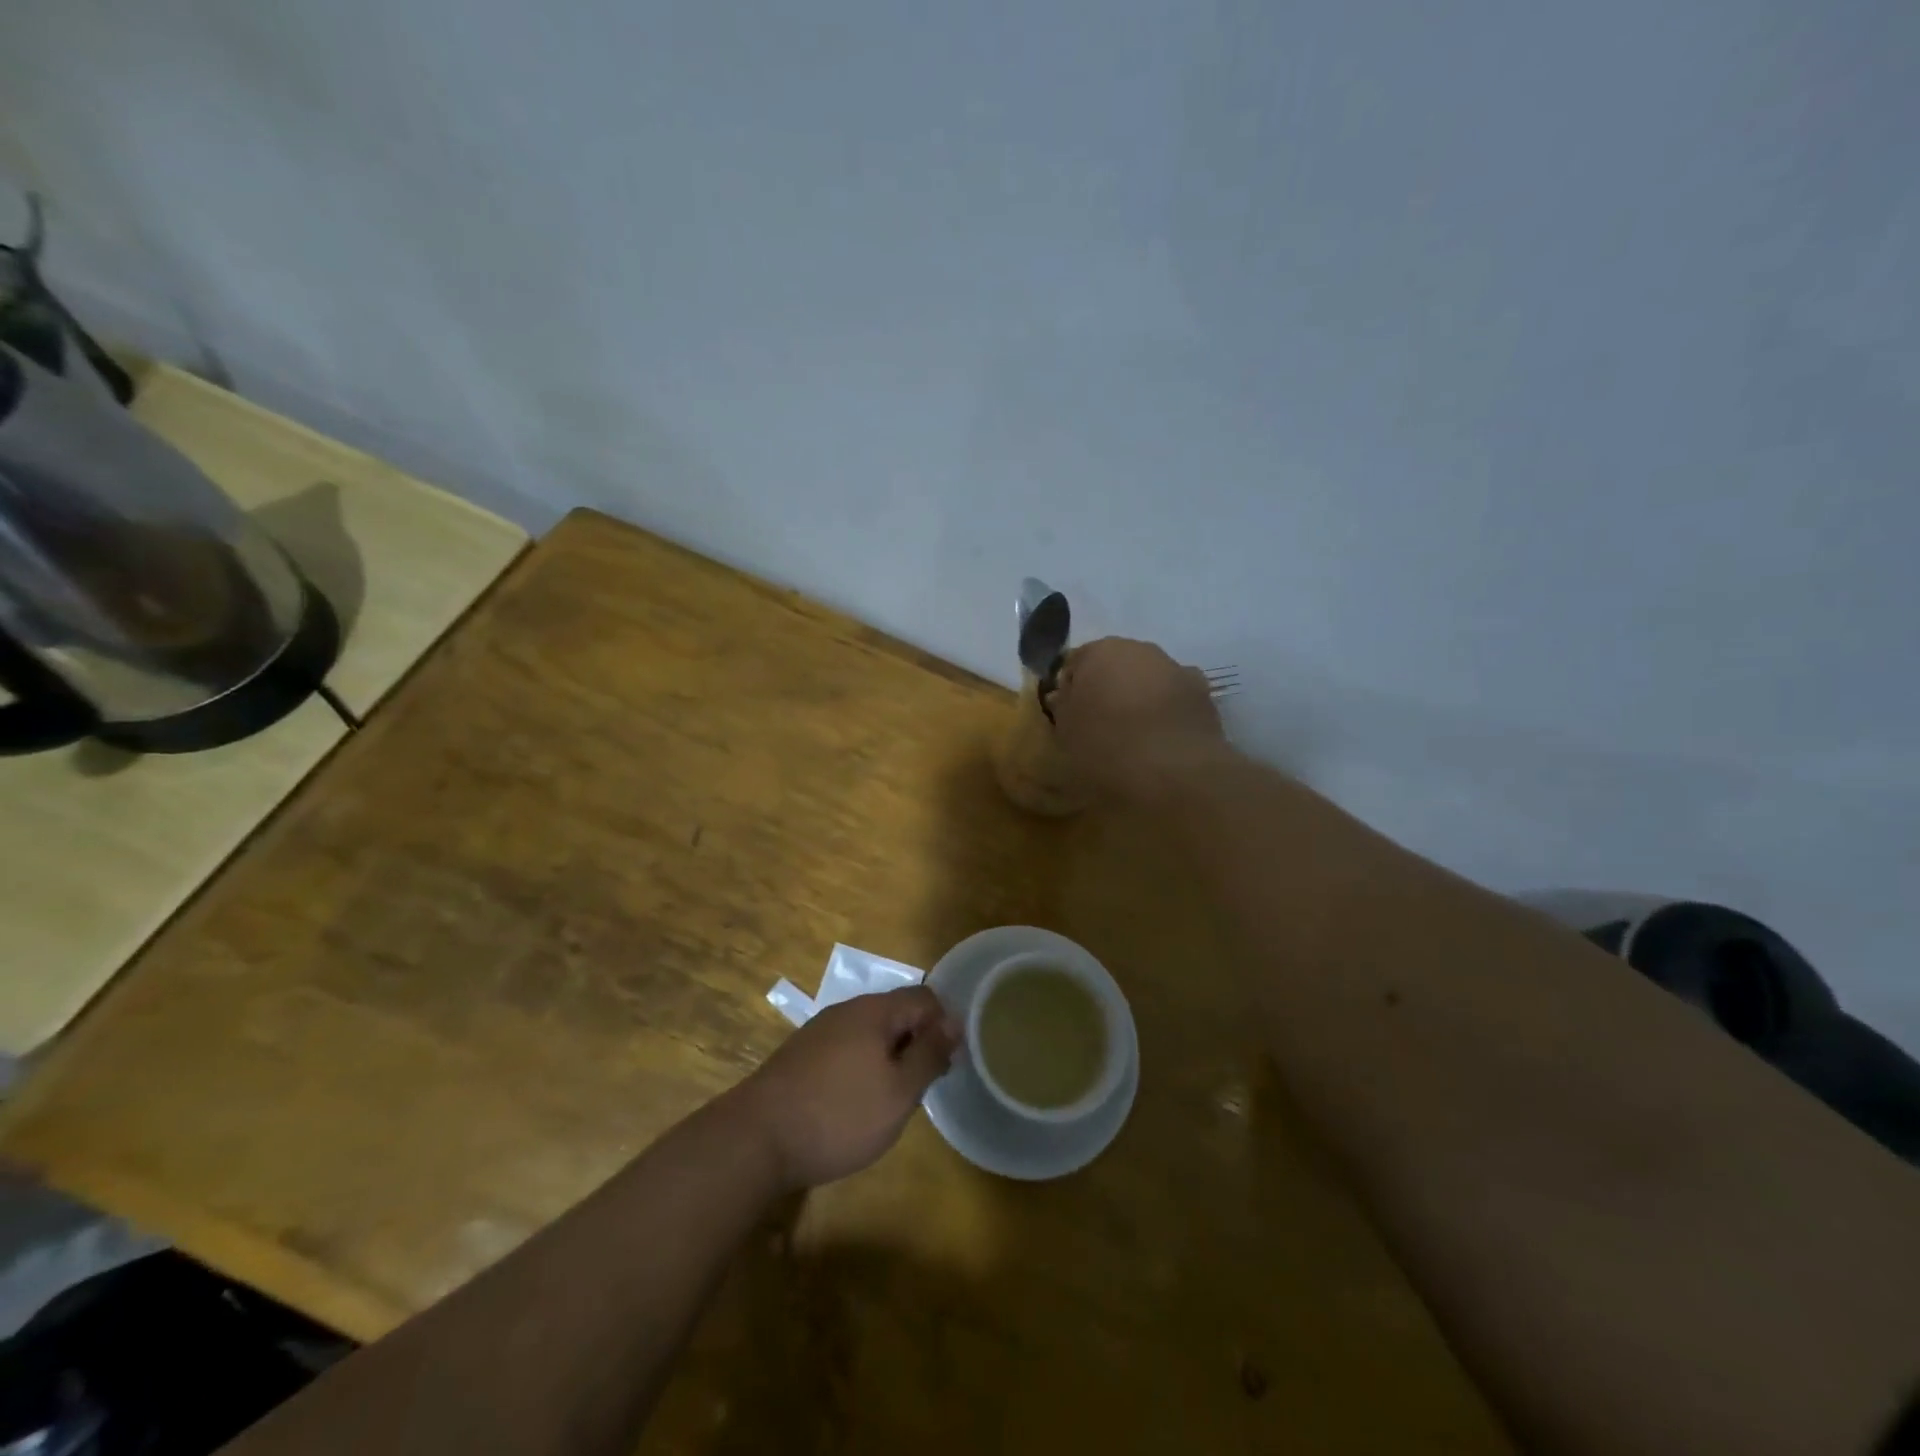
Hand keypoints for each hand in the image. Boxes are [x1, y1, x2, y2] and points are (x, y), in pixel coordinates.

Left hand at [731, 987, 959, 1190]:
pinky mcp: (800, 1055)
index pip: (925, 997)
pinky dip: (860, 1068)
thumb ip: (929, 1054)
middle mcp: (846, 1010)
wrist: (755, 1139)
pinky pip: (846, 1050)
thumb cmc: (838, 1115)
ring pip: (870, 1033)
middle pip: (896, 1013)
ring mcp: (819, 1031)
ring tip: (889, 1101)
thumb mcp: (898, 1091)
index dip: (943, 1025)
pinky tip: (853, 1104)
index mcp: (874, 1010)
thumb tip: (953, 1022)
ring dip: (888, 1059)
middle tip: (920, 1088)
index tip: (946, 1064)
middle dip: (915, 1044)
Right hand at [1050, 637, 1225, 799]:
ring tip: (1135, 736)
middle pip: (1116, 665)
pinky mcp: (1203, 694)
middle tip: (1100, 724)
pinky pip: (1175, 699)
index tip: (1070, 716)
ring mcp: (1177, 668)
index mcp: (1100, 651)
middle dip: (1108, 688)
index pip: (1076, 662)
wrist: (1174, 770)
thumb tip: (1065, 695)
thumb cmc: (1106, 745)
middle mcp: (1140, 649)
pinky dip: (1167, 712)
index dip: (1071, 689)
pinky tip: (1162, 740)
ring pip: (1148, 680)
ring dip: (1140, 698)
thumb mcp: (1067, 731)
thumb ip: (1063, 706)